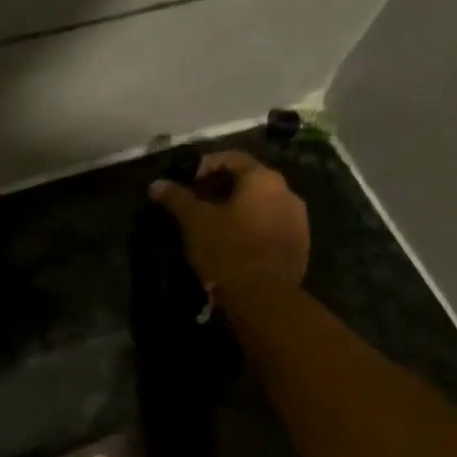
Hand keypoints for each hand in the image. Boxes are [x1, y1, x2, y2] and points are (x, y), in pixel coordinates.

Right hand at [149, 150, 308, 296]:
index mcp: (262, 179)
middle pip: (250, 179)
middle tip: (198, 204)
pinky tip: (236, 243)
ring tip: (215, 225)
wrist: (264, 298)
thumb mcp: (194, 222)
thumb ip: (177, 198)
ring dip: (239, 208)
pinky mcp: (300, 244)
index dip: (206, 165)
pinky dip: (253, 226)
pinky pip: (272, 224)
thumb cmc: (227, 250)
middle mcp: (287, 192)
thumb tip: (156, 184)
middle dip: (222, 188)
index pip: (232, 158)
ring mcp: (298, 219)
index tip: (188, 184)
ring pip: (262, 203)